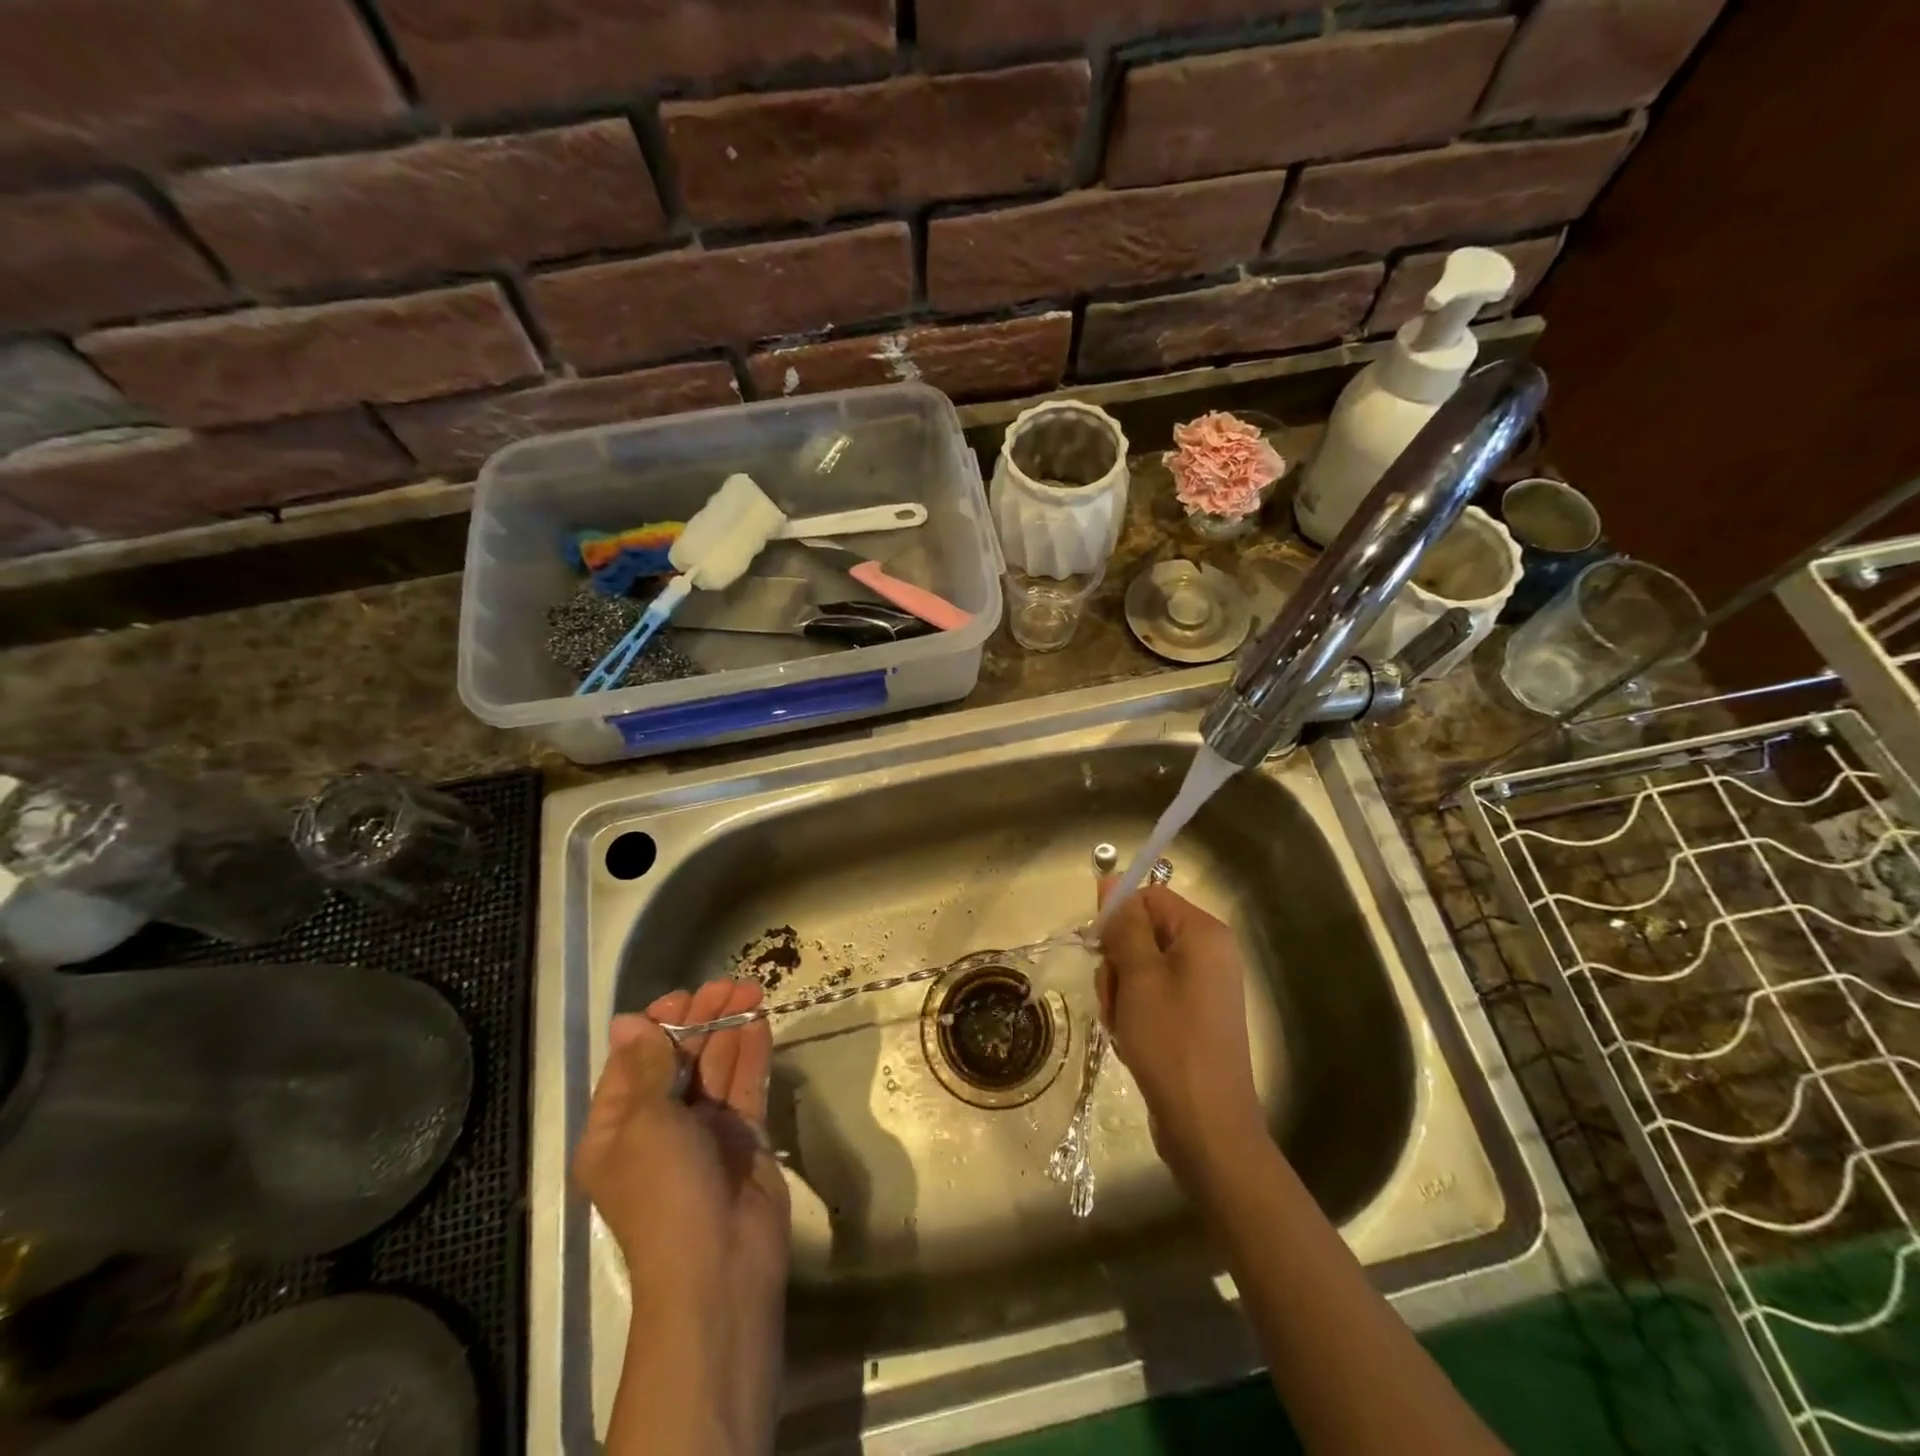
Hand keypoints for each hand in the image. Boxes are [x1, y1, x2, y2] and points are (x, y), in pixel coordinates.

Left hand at [573, 979, 788, 1455]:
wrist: (719, 1267)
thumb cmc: (665, 1191)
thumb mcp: (644, 1123)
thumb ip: (645, 1067)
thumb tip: (627, 1021)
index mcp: (616, 1129)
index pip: (634, 1064)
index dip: (657, 1027)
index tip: (683, 998)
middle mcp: (658, 1127)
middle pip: (679, 1060)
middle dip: (701, 1021)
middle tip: (728, 985)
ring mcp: (704, 1132)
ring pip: (716, 1068)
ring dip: (730, 1029)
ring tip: (750, 989)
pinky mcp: (743, 1137)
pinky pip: (744, 1086)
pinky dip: (751, 1053)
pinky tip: (761, 1021)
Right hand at [1096, 882, 1265, 1184]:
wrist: (1206, 1126)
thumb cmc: (1171, 1041)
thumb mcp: (1139, 976)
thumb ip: (1125, 925)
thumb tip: (1112, 880)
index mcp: (1203, 935)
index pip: (1149, 898)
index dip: (1118, 918)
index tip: (1096, 948)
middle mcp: (1208, 955)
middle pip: (1143, 933)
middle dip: (1117, 963)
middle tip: (1114, 997)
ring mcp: (1202, 989)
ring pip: (1140, 968)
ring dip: (1120, 993)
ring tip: (1122, 1026)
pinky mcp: (1193, 1018)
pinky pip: (1152, 996)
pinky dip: (1134, 1014)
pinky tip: (1131, 1040)